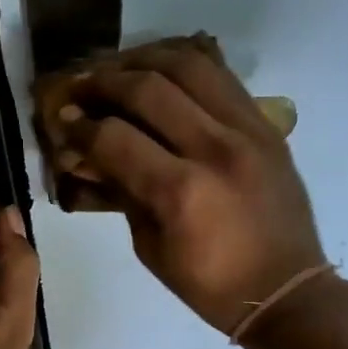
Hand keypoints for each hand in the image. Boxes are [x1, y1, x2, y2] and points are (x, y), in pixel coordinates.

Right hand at [56, 37, 326, 334]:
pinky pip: (222, 75)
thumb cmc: (210, 285)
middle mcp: (215, 149)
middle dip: (103, 82)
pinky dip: (186, 64)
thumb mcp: (151, 248)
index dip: (79, 125)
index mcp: (181, 191)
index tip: (62, 121)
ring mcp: (247, 130)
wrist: (285, 290)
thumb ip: (121, 194)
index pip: (115, 137)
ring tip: (119, 70)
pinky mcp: (266, 125)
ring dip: (144, 59)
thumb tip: (88, 155)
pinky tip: (162, 70)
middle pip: (148, 87)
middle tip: (81, 88)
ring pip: (189, 64)